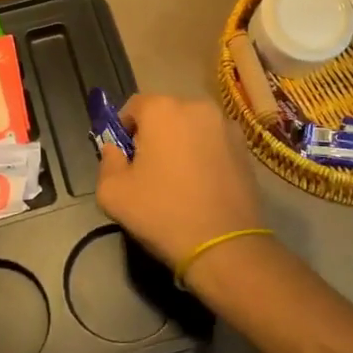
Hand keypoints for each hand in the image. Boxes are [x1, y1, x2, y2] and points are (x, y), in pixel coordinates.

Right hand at [95, 94, 263, 267]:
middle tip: (149, 170)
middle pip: (165, 114)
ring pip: (191, 127)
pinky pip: (213, 142)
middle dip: (154, 135)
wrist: (224, 245)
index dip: (124, 129)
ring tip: (179, 180)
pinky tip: (202, 185)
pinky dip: (204, 154)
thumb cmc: (162, 212)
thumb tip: (115, 150)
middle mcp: (196, 106)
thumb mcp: (112, 193)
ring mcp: (226, 125)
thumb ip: (107, 162)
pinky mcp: (245, 147)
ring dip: (181, 143)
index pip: (134, 106)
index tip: (124, 157)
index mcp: (162, 109)